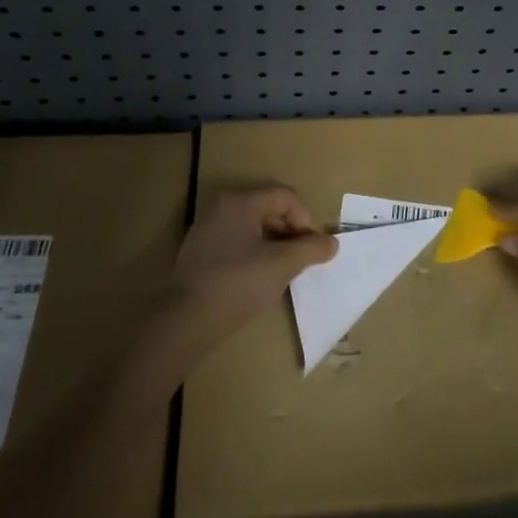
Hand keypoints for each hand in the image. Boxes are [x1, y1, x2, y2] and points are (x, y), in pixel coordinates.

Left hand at [165, 186, 336, 351]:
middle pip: (269, 209)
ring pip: (253, 227)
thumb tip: (332, 242)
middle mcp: (222, 207)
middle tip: (303, 261)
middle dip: (291, 233)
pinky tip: (258, 279)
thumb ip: (311, 249)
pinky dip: (254, 254)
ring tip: (284, 272)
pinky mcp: (199, 251)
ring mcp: (207, 229)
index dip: (307, 220)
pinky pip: (236, 242)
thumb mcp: (282, 265)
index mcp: (241, 202)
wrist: (186, 320)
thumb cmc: (239, 284)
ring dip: (274, 245)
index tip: (315, 250)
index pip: (286, 197)